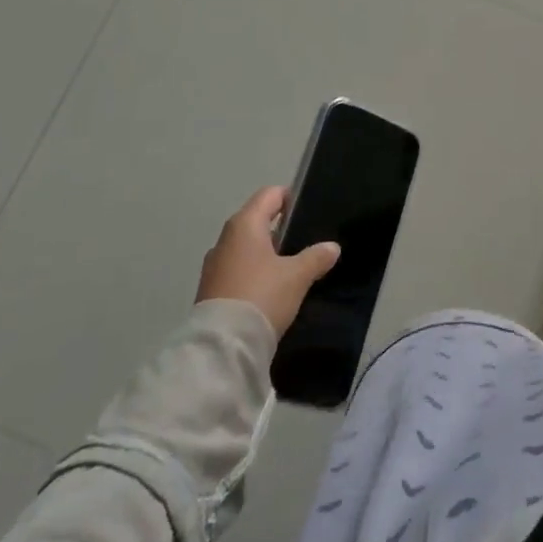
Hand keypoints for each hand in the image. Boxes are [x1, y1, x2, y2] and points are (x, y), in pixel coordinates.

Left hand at [196, 186, 340, 336]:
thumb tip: (332, 247)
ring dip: (265, 252)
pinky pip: (237, 269)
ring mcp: (214, 265)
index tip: (308, 210)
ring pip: (246, 247)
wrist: (222, 346)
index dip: (290, 197)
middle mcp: (225, 239)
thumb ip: (316, 257)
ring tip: (290, 267)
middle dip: (279, 227)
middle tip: (305, 239)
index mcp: (245, 225)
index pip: (269, 195)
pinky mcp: (210, 290)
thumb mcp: (297, 276)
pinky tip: (271, 289)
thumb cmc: (262, 295)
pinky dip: (254, 272)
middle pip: (256, 220)